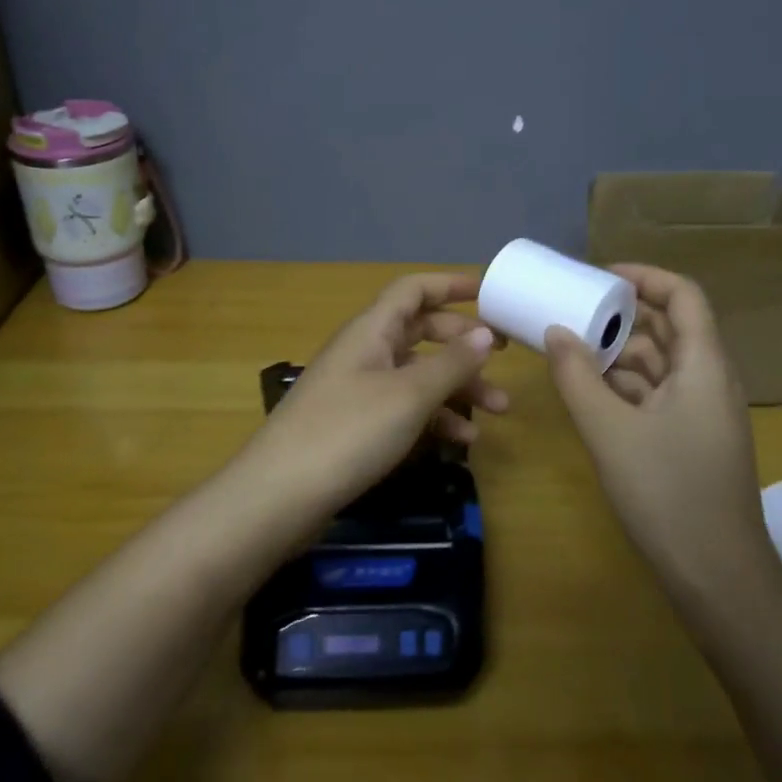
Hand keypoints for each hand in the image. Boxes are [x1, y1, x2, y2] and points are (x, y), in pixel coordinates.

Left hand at [242, 272, 507, 510]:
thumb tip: (484, 333)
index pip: (413, 290)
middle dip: (462, 344)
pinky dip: (434, 417)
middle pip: (420, 331)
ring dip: (457, 387)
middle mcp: (364, 351)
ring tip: (498, 410)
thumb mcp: (409, 395)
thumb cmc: (348, 432)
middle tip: (502, 356)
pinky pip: (404, 408)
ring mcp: (358, 389)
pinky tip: (462, 440)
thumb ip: (451, 363)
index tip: (490, 294)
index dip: (451, 285)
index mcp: (371, 330)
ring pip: (417, 374)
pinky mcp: (356, 425)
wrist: (279, 495)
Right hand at [545, 265, 780, 589]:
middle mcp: (709, 381)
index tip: (599, 277)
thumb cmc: (668, 493)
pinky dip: (624, 388)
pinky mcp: (690, 442)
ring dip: (619, 354)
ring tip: (571, 350)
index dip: (644, 277)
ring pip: (660, 365)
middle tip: (573, 312)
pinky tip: (589, 394)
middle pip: (669, 329)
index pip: (684, 296)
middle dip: (622, 316)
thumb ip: (577, 377)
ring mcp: (701, 414)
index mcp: (704, 366)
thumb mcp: (610, 431)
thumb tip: (554, 332)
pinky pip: (656, 396)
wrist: (718, 577)